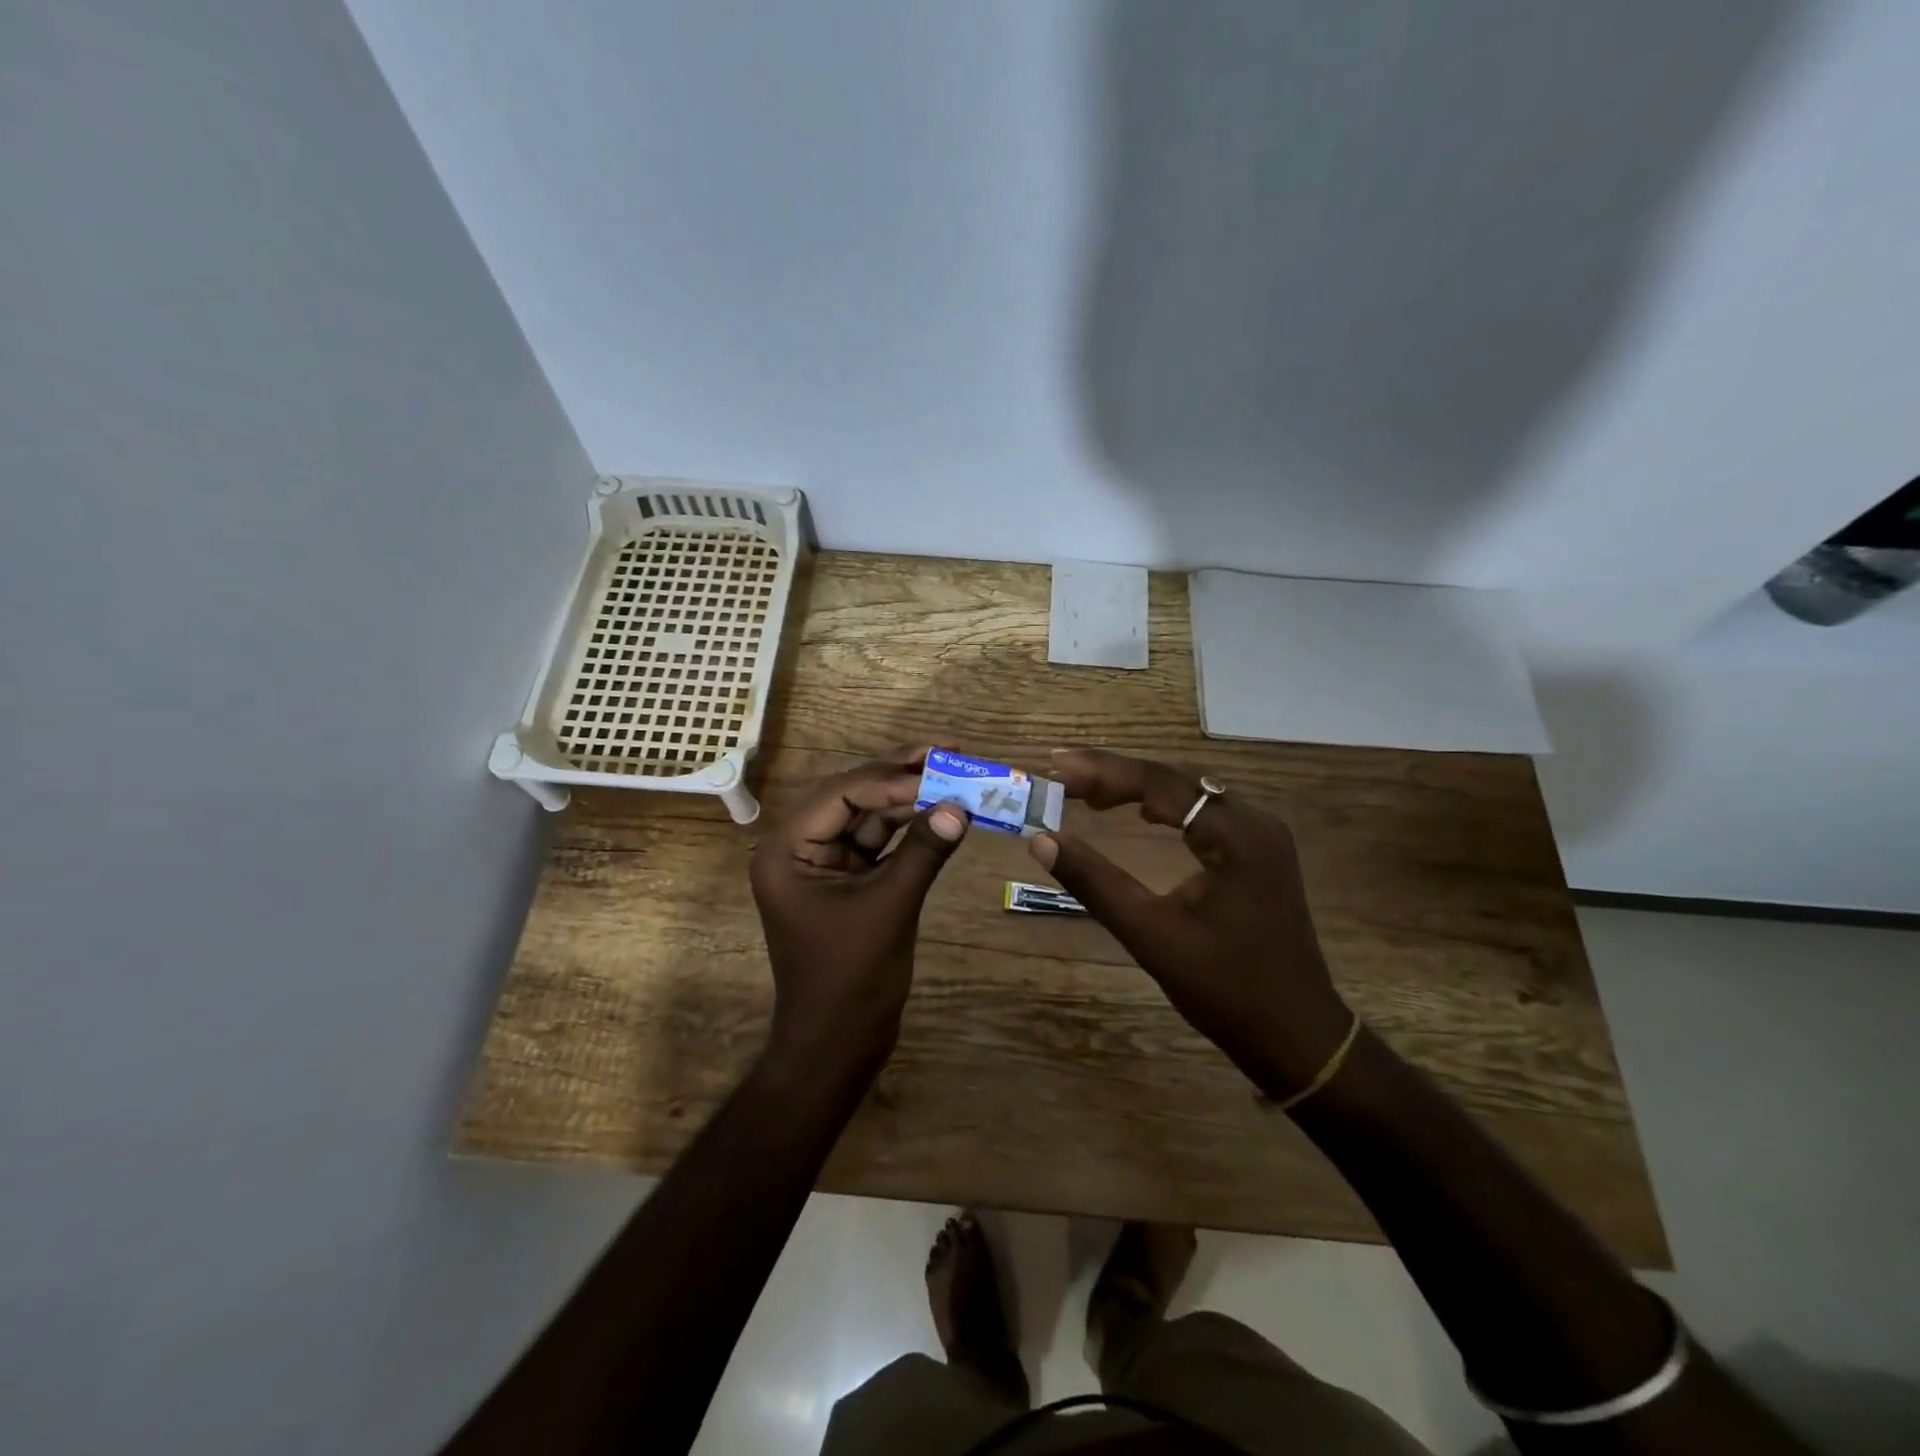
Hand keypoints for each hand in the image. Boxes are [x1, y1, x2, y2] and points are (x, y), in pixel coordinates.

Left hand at [750, 746, 968, 1073]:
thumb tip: (961, 806)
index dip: (892, 779)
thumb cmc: (851, 980)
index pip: (841, 793)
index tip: (941, 769)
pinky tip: (942, 813)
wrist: (837, 1046)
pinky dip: (910, 830)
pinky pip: (879, 844)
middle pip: (853, 796)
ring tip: (954, 773)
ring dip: (910, 799)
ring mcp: (825, 865)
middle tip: (949, 750)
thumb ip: (923, 852)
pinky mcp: (848, 883)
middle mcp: (800, 848)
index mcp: (788, 849)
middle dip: (901, 776)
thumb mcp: (889, 908)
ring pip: (869, 817)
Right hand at [1029, 748, 1351, 1097]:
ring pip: (1190, 793)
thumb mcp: (1151, 935)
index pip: (1160, 784)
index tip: (1056, 766)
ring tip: (1088, 791)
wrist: (1296, 1036)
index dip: (1103, 771)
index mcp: (1237, 836)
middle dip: (1117, 774)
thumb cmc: (1225, 989)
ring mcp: (1262, 836)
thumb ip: (1095, 882)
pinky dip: (1164, 806)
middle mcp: (1255, 822)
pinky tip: (1140, 811)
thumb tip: (1041, 840)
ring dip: (1139, 787)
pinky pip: (1204, 812)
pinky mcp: (1259, 853)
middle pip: (1175, 779)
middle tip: (1064, 776)